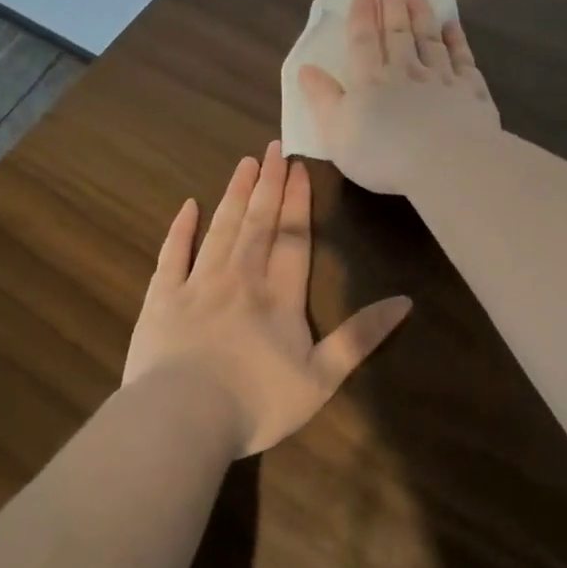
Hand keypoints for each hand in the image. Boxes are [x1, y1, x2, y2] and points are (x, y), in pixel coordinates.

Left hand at [122, 141, 411, 454]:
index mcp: (279, 296)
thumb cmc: (257, 403)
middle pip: (257, 223)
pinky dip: (180, 229)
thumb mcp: (322, 378)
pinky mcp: (161, 299)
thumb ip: (360, 337)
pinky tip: (188, 206)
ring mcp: (197, 285)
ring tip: (245, 164)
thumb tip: (405, 302)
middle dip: (268, 185)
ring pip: (220, 229)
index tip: (300, 167)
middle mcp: (240, 278)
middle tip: (273, 148)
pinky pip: (172, 255)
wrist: (182, 419)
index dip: (298, 202)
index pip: (293, 238)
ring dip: (234, 195)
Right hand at [298, 0, 500, 196]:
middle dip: (392, 5)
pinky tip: (453, 27)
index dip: (362, 14)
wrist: (445, 162)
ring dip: (422, 15)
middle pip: (397, 33)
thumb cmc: (382, 153)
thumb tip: (306, 68)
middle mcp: (406, 72)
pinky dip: (457, 41)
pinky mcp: (471, 92)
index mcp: (370, 81)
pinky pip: (463, 59)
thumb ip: (322, 98)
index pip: (363, 41)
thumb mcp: (336, 131)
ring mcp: (442, 79)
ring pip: (430, 40)